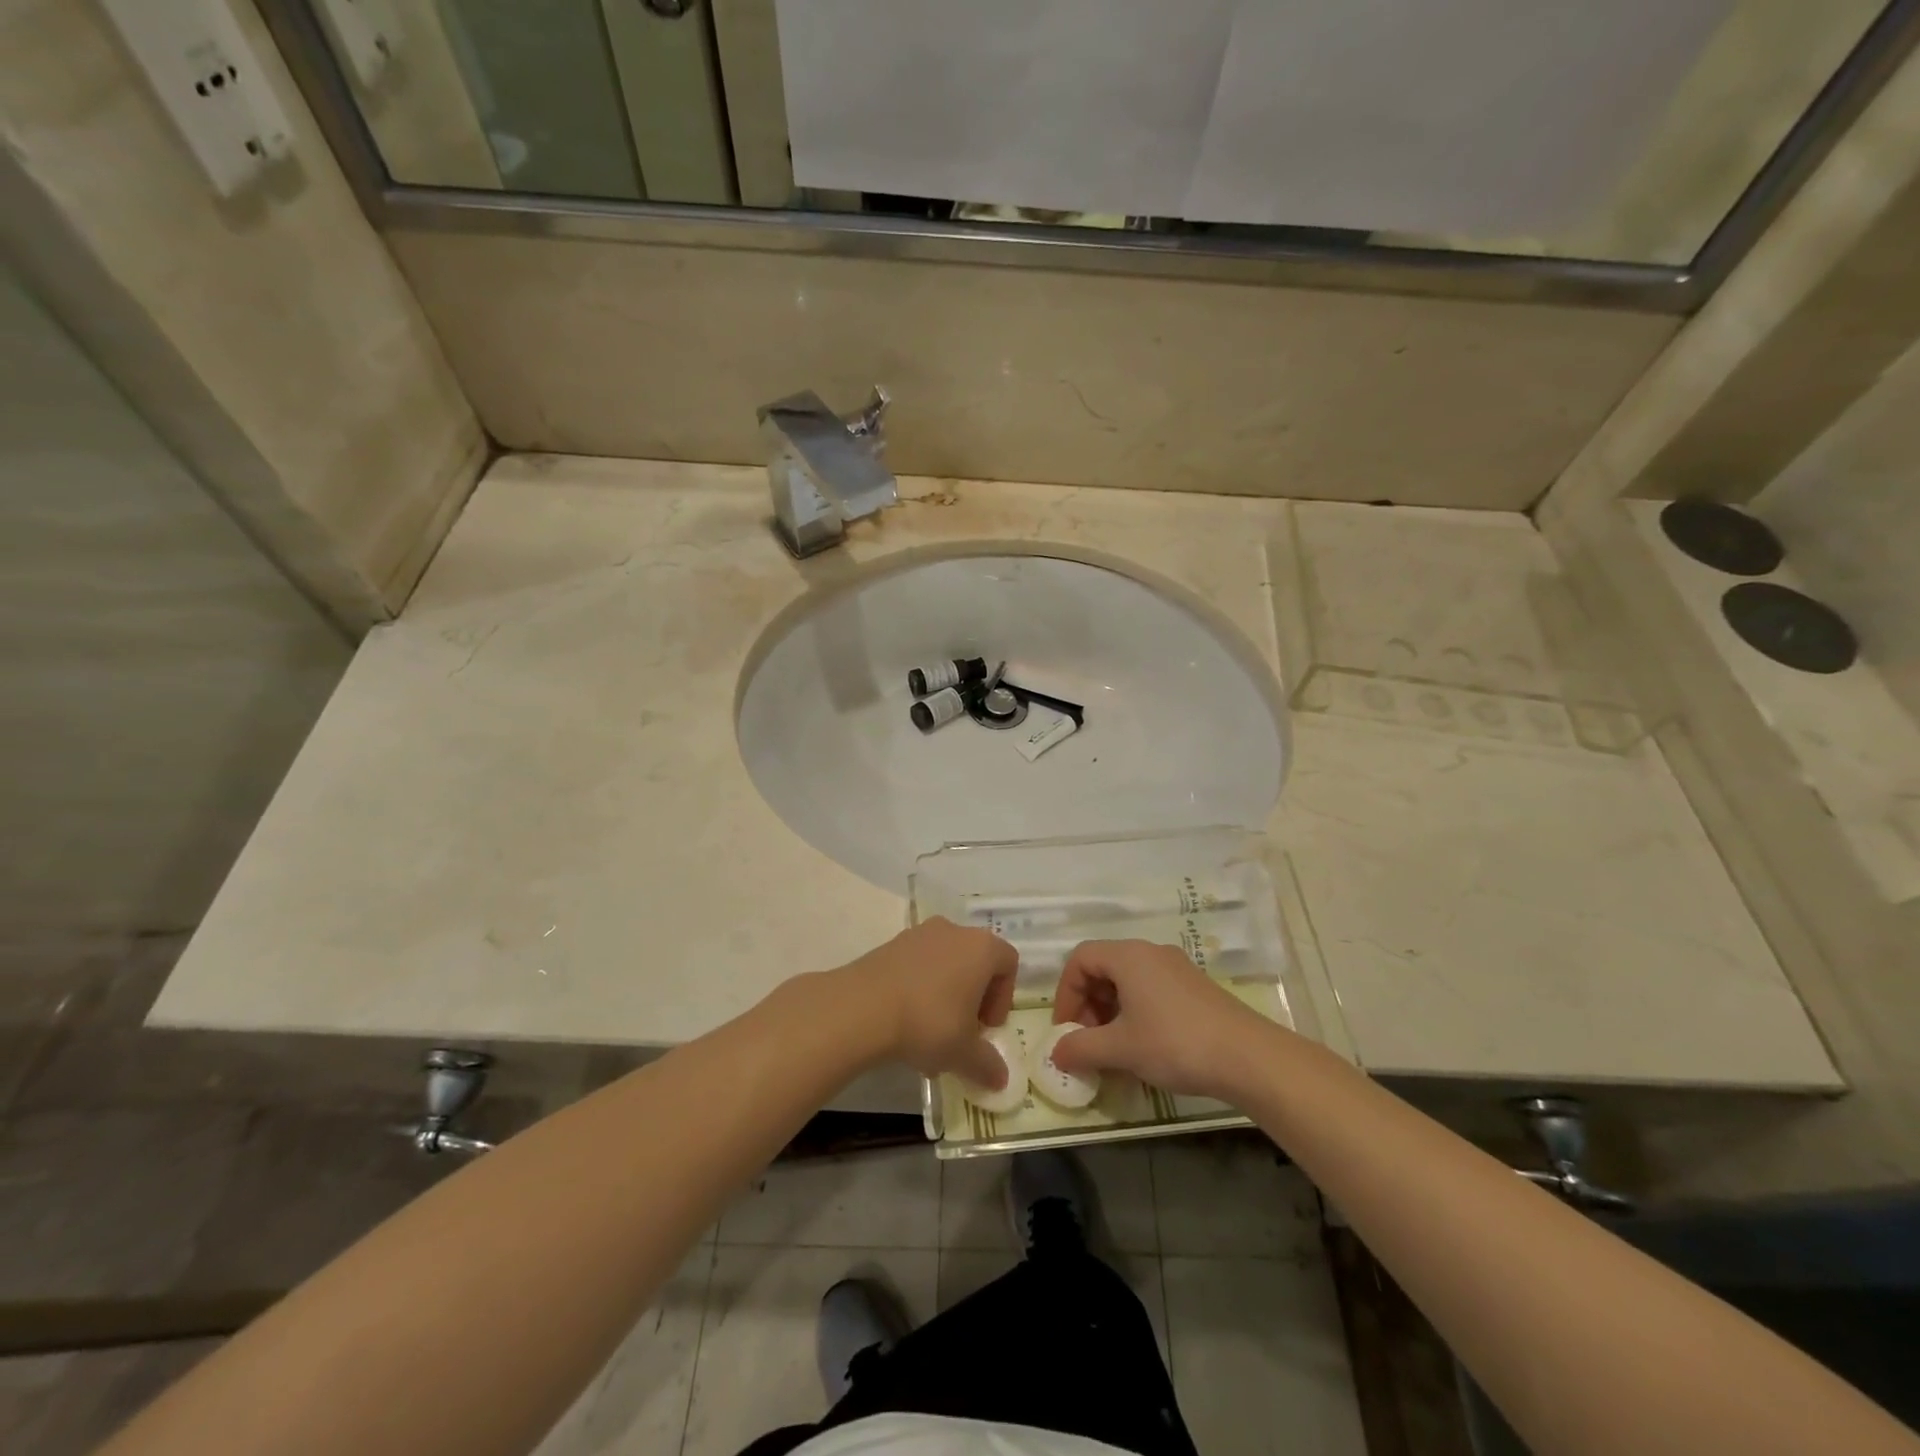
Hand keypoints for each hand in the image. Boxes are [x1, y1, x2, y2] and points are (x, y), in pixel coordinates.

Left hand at [843, 918, 1017, 1086]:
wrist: (863, 1007)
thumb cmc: (928, 1022)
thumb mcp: (963, 1052)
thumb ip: (987, 1064)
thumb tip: (1000, 1079)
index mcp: (981, 947)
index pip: (1008, 963)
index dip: (1003, 998)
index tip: (986, 1028)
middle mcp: (953, 931)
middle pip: (975, 962)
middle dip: (973, 998)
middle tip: (962, 1032)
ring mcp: (919, 934)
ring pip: (944, 964)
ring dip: (945, 995)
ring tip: (930, 1035)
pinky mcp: (890, 944)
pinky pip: (917, 965)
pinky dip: (919, 989)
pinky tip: (905, 1023)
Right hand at [1050, 940, 1274, 1100]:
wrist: (1249, 1058)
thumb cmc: (1175, 1043)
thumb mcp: (1121, 1049)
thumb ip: (1081, 1048)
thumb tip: (1056, 1053)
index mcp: (1128, 956)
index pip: (1080, 959)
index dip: (1065, 993)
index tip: (1066, 1029)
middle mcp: (1150, 953)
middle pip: (1103, 967)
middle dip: (1087, 1004)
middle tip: (1087, 1041)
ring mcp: (1176, 968)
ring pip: (1128, 981)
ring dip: (1110, 1011)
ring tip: (1113, 1049)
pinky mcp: (1194, 988)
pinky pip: (1151, 990)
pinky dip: (1135, 1013)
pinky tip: (1143, 1047)